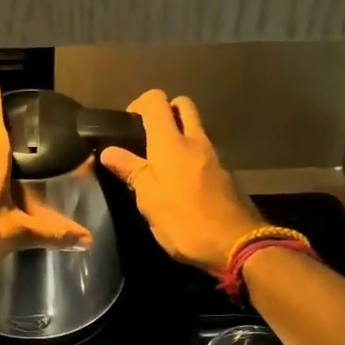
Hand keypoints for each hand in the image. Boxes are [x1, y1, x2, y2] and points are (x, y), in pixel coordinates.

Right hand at [100, 90, 261, 272]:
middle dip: (165, 111)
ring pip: (195, 128)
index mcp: (170, 142)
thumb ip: (130, 171)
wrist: (236, 243)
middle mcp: (194, 140)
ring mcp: (213, 155)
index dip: (139, 104)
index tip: (127, 126)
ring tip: (160, 163)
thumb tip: (108, 151)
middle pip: (182, 105)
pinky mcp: (224, 173)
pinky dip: (190, 155)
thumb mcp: (148, 199)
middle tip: (147, 137)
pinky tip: (180, 181)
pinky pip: (203, 151)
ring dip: (179, 134)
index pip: (155, 101)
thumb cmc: (184, 221)